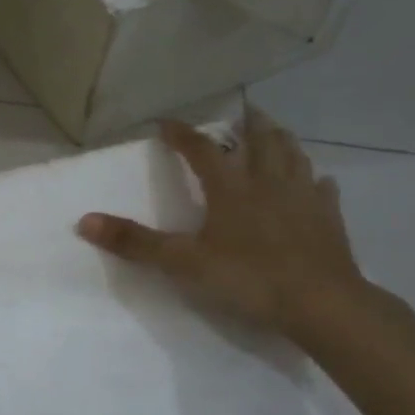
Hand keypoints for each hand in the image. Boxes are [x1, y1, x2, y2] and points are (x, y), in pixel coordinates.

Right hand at [77, 108, 366, 340]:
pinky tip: (318, 182)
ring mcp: (303, 198)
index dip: (182, 134)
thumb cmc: (250, 278)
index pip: (200, 149)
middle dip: (248, 124)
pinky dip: (317, 180)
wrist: (322, 304)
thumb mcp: (183, 263)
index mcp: (230, 188)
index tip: (166, 122)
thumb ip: (136, 242)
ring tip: (276, 133)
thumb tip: (84, 221)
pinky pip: (323, 190)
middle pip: (260, 141)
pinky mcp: (330, 219)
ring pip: (294, 157)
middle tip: (244, 111)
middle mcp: (268, 183)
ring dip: (283, 141)